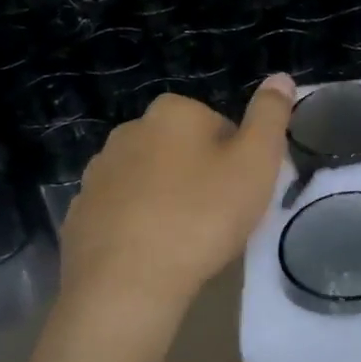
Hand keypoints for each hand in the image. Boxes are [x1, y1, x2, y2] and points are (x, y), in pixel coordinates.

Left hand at [57, 76, 295, 355]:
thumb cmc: (201, 217)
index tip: (240, 194)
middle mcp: (129, 130)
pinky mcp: (80, 212)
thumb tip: (280, 76)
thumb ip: (270, 116)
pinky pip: (121, 211)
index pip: (220, 126)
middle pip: (182, 149)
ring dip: (167, 199)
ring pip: (150, 179)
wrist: (126, 285)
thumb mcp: (256, 163)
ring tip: (185, 240)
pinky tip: (152, 255)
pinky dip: (137, 225)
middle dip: (200, 176)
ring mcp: (98, 172)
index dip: (237, 160)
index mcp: (173, 112)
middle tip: (217, 218)